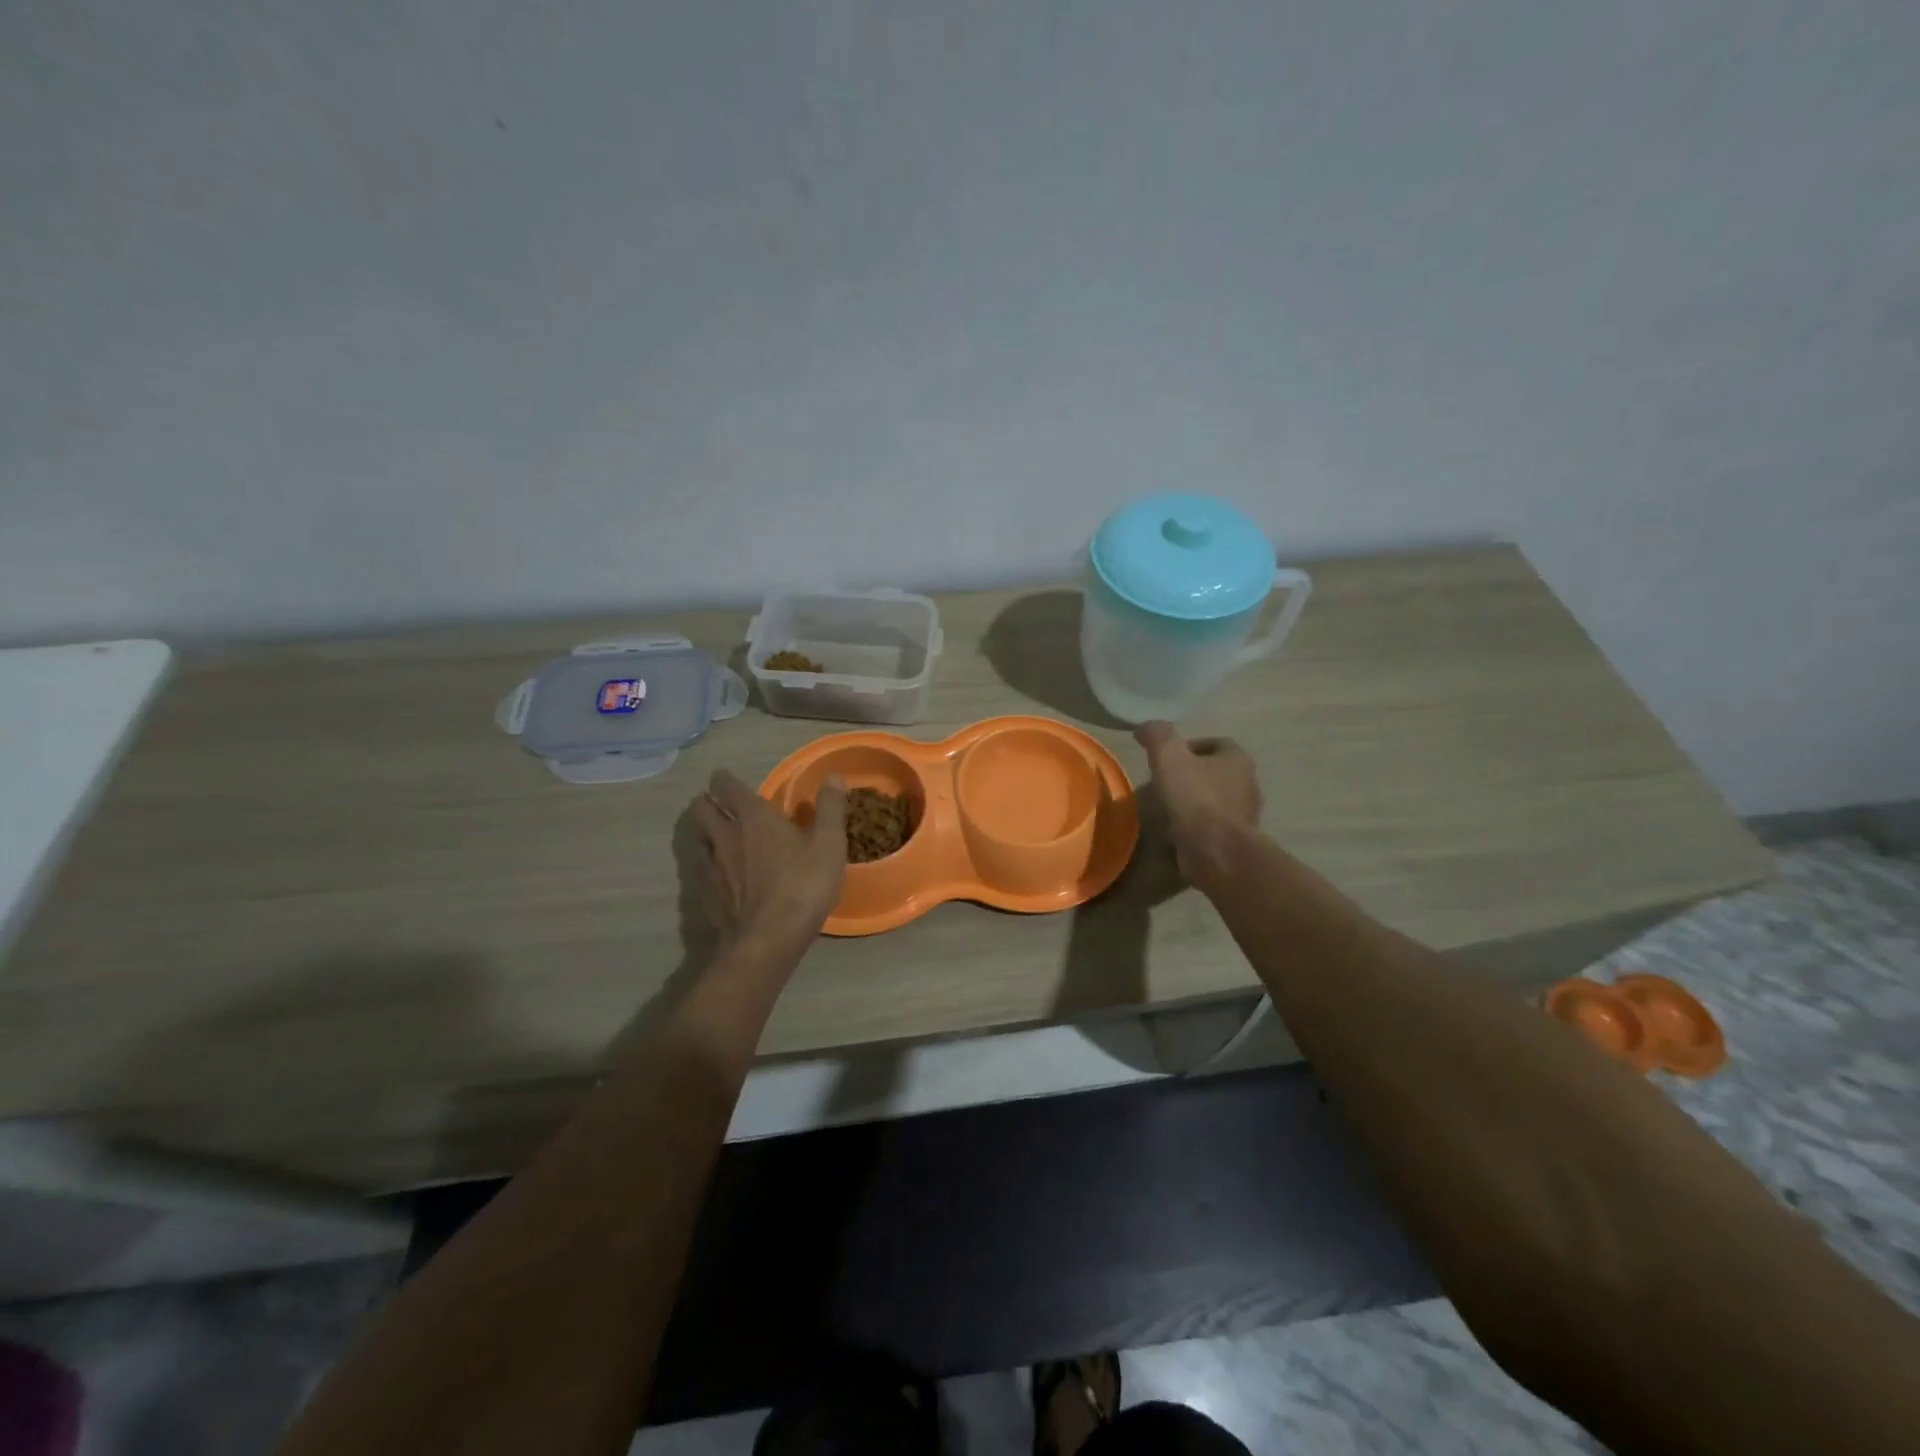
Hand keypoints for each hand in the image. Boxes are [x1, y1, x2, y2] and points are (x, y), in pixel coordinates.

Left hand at [689, 770, 847, 953]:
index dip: (725, 779)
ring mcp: (710, 866)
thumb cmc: (803, 886)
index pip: (726, 786)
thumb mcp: (829, 845)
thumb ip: (830, 808)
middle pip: (701, 808)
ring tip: (721, 839)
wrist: (768, 941)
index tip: (726, 779)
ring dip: (706, 834)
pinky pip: (701, 870)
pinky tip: (723, 876)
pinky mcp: (705, 895)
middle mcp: (724, 835)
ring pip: (698, 839)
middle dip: (707, 802)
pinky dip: (709, 866)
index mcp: (753, 817)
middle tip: (721, 806)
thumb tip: (833, 777)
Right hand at [1134, 722, 1261, 882]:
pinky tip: (1174, 830)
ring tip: (1165, 808)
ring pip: (1215, 800)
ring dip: (1193, 801)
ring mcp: (1245, 816)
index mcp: (1238, 760)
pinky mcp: (1235, 841)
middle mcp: (1248, 785)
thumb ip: (1158, 736)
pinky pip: (1213, 826)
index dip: (1191, 746)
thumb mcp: (1169, 756)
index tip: (1167, 757)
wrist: (1215, 851)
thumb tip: (1147, 727)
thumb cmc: (1195, 797)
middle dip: (1191, 775)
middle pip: (1216, 772)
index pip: (1217, 743)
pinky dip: (1195, 825)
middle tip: (1163, 781)